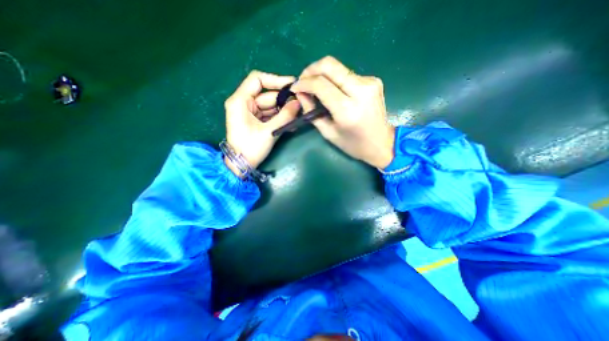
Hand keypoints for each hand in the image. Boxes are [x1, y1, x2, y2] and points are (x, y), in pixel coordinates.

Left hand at [223, 69, 299, 175]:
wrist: (241, 165)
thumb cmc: (251, 148)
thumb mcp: (269, 131)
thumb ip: (285, 116)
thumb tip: (299, 102)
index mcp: (240, 101)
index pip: (257, 80)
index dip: (276, 80)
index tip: (292, 85)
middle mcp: (244, 103)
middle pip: (267, 95)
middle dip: (284, 101)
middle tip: (301, 104)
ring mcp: (250, 113)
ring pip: (271, 106)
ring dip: (284, 111)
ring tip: (298, 115)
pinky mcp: (256, 121)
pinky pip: (270, 115)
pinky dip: (280, 118)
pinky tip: (291, 123)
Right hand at [289, 56, 395, 168]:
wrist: (382, 143)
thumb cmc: (354, 145)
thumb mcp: (329, 133)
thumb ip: (312, 112)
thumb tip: (301, 94)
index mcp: (347, 109)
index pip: (320, 84)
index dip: (304, 83)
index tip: (295, 88)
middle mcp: (360, 90)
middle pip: (329, 65)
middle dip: (311, 70)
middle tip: (302, 81)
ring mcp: (369, 82)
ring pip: (338, 67)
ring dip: (322, 74)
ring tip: (314, 87)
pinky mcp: (373, 81)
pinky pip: (347, 74)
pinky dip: (334, 79)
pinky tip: (332, 90)